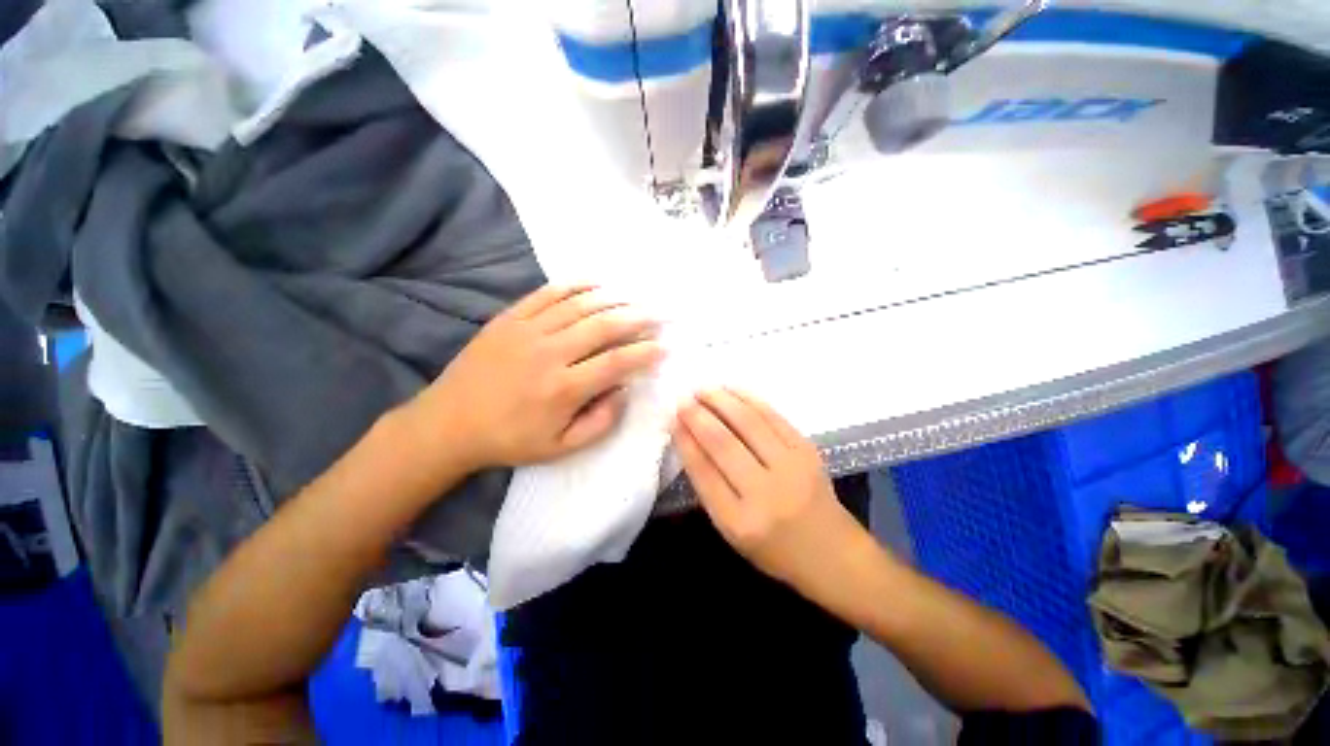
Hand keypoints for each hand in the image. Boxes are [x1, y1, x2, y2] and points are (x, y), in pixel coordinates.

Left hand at [411, 285, 663, 469]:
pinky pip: (546, 294)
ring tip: (634, 297)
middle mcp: (549, 354)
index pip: (615, 363)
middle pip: (602, 327)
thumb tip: (624, 391)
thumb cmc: (510, 439)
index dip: (644, 353)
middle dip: (636, 318)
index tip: (663, 347)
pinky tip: (595, 283)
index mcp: (563, 389)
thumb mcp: (560, 448)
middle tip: (657, 313)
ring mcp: (527, 331)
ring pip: (578, 306)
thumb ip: (599, 422)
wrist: (449, 423)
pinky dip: (574, 285)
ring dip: (612, 299)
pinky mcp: (509, 319)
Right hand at [673, 388, 866, 591]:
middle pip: (723, 443)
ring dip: (721, 400)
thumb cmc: (774, 547)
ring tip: (703, 389)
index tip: (673, 419)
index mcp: (739, 521)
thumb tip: (690, 439)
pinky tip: (732, 390)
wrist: (832, 552)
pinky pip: (773, 416)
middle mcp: (765, 493)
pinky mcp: (807, 450)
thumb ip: (709, 487)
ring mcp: (791, 467)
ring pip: (748, 422)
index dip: (685, 440)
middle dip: (698, 415)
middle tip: (683, 399)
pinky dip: (749, 399)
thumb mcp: (732, 530)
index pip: (703, 470)